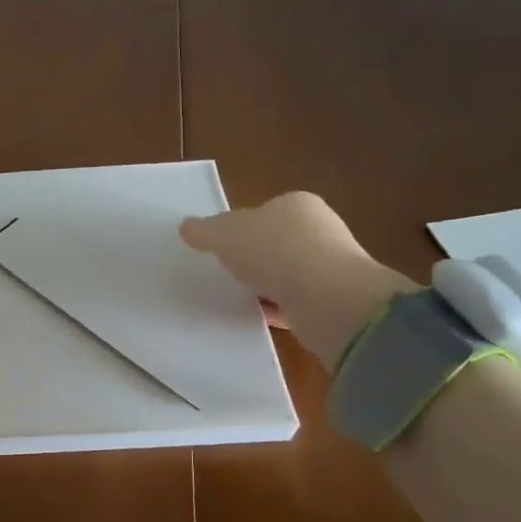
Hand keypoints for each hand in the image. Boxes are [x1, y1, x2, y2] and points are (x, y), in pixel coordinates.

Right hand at [180, 193, 415, 360]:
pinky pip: (297, 303)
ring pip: (289, 274)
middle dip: (257, 257)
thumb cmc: (274, 251)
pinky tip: (259, 317)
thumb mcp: (224, 234)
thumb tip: (186, 227)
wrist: (326, 298)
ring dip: (268, 285)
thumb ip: (204, 230)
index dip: (243, 227)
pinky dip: (279, 309)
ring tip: (240, 297)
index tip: (224, 246)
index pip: (266, 211)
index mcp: (297, 204)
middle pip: (278, 242)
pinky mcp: (334, 301)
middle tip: (229, 272)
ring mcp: (331, 267)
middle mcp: (320, 230)